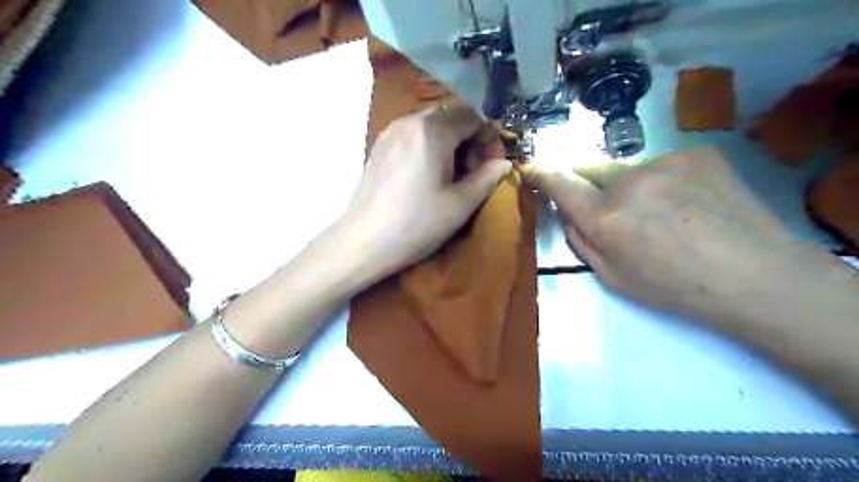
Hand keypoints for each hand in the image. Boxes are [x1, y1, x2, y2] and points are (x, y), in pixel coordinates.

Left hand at [336, 101, 508, 282]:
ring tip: (453, 175)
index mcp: (432, 130)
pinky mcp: (380, 147)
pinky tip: (429, 175)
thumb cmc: (417, 223)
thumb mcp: (461, 203)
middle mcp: (409, 121)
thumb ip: (487, 177)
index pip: (473, 117)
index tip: (493, 165)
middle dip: (470, 139)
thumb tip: (503, 163)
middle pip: (451, 116)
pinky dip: (430, 147)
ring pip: (432, 125)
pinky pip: (413, 135)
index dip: (489, 139)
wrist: (364, 241)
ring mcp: (390, 132)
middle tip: (475, 171)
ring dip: (451, 143)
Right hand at [527, 147, 810, 324]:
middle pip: (592, 171)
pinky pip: (662, 164)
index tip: (530, 167)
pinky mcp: (696, 152)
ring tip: (665, 214)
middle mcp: (630, 182)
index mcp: (606, 219)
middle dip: (593, 188)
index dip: (542, 174)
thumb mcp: (613, 278)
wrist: (757, 276)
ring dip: (632, 187)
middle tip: (616, 213)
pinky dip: (664, 181)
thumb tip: (568, 212)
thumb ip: (581, 242)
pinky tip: (690, 203)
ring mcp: (666, 162)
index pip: (561, 184)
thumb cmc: (675, 288)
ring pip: (629, 170)